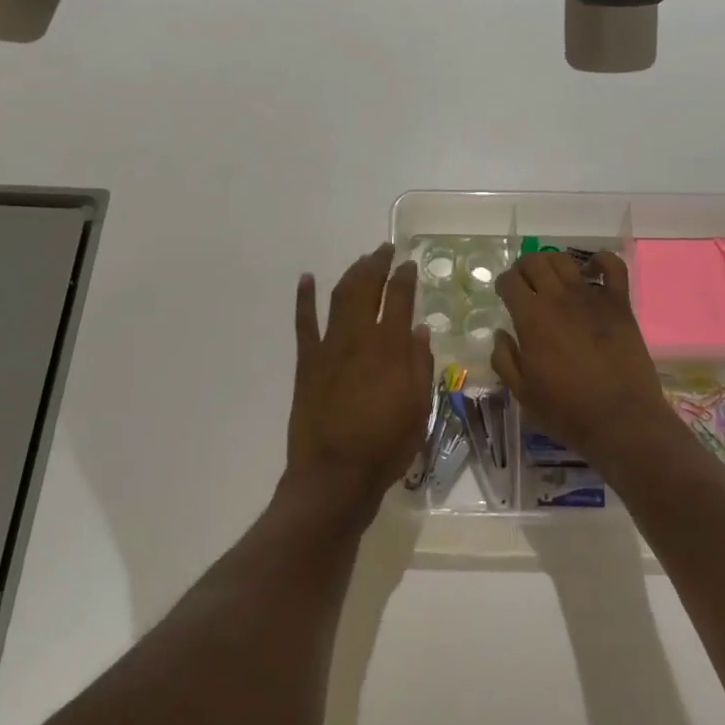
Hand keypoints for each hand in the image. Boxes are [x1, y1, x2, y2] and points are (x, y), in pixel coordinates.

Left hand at [283, 243, 432, 528]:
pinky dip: (304, 298)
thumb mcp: (419, 408)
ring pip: (339, 296)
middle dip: (377, 263)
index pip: (399, 298)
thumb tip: (418, 329)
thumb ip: (420, 364)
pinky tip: (306, 279)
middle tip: (385, 249)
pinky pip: (304, 323)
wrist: (335, 474)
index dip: (405, 277)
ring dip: (351, 273)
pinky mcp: (307, 362)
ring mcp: (329, 347)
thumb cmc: (386, 445)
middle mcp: (359, 337)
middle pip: (367, 287)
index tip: (409, 263)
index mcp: (391, 347)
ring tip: (361, 260)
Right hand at [492, 251, 679, 475]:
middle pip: (535, 262)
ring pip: (566, 260)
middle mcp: (559, 298)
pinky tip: (592, 269)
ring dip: (552, 262)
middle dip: (523, 268)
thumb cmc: (567, 411)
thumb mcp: (523, 394)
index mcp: (532, 318)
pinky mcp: (619, 304)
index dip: (503, 284)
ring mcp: (592, 297)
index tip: (504, 295)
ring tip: (551, 278)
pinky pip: (613, 267)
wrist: (622, 420)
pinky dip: (601, 261)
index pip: (510, 281)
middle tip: (525, 284)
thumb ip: (505, 360)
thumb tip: (500, 334)